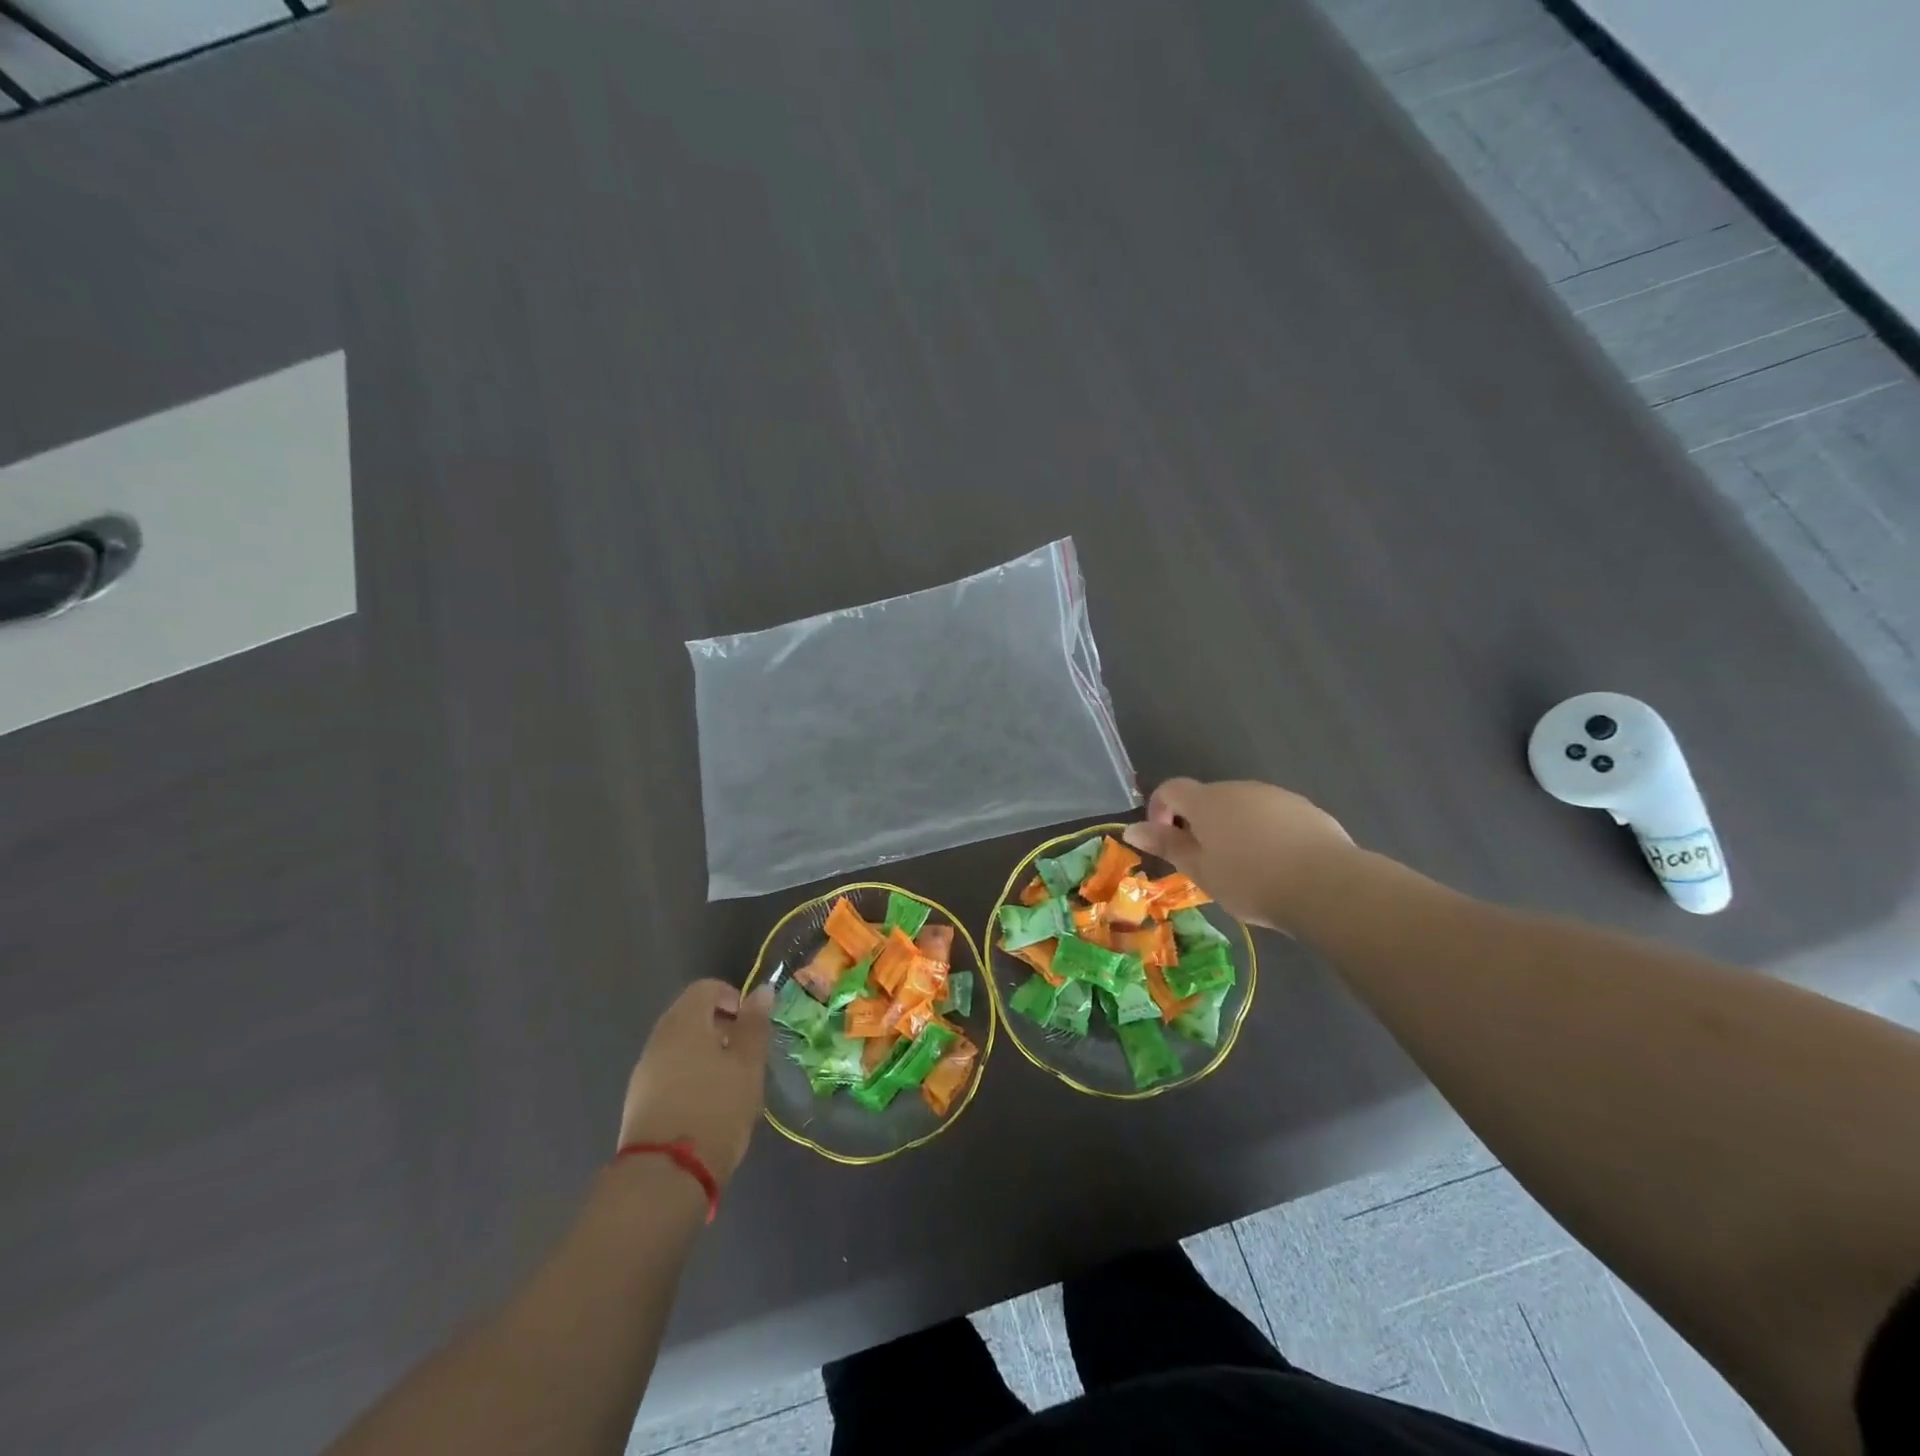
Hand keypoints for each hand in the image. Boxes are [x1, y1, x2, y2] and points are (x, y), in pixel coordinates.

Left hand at [617, 980, 774, 1185]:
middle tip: (745, 1055)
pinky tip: (707, 1104)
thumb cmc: (716, 1108)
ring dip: (706, 1053)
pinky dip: (690, 1075)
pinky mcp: (638, 1100)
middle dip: (721, 1027)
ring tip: (730, 1082)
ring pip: (679, 1045)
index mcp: (684, 1021)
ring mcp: (644, 1070)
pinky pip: (669, 1071)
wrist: (665, 1175)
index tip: (751, 1026)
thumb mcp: (747, 1065)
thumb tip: (762, 990)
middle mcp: (659, 1038)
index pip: (706, 988)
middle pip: (690, 1015)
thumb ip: (754, 1025)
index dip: (733, 997)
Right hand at [1124, 778, 1354, 931]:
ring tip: (1244, 867)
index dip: (1159, 810)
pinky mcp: (1305, 809)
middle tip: (1206, 862)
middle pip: (1208, 798)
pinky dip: (1265, 832)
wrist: (1327, 886)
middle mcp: (1239, 788)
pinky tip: (1278, 864)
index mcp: (1207, 801)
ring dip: (1233, 827)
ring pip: (1242, 806)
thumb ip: (1167, 846)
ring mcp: (1275, 795)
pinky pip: (1272, 815)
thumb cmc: (1251, 880)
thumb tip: (1130, 829)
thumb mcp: (1201, 870)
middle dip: (1199, 823)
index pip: (1171, 789)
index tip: (1167, 841)